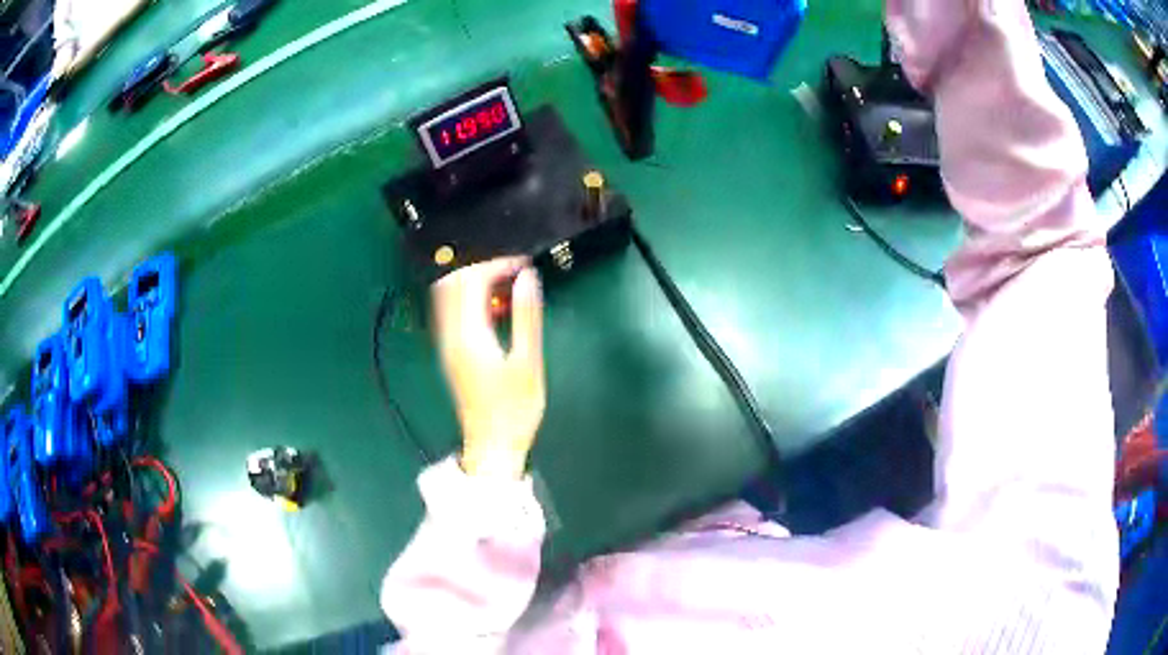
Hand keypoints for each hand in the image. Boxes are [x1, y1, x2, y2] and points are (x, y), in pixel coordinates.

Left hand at [432, 258, 544, 478]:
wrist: (492, 444)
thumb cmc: (514, 408)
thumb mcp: (528, 362)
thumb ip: (526, 316)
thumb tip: (526, 276)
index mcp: (469, 334)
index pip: (472, 281)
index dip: (496, 263)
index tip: (523, 261)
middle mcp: (450, 334)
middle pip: (454, 283)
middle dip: (482, 266)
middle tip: (514, 268)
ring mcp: (446, 342)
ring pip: (448, 295)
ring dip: (472, 280)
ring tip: (505, 280)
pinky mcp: (450, 351)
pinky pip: (451, 310)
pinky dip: (468, 296)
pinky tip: (491, 303)